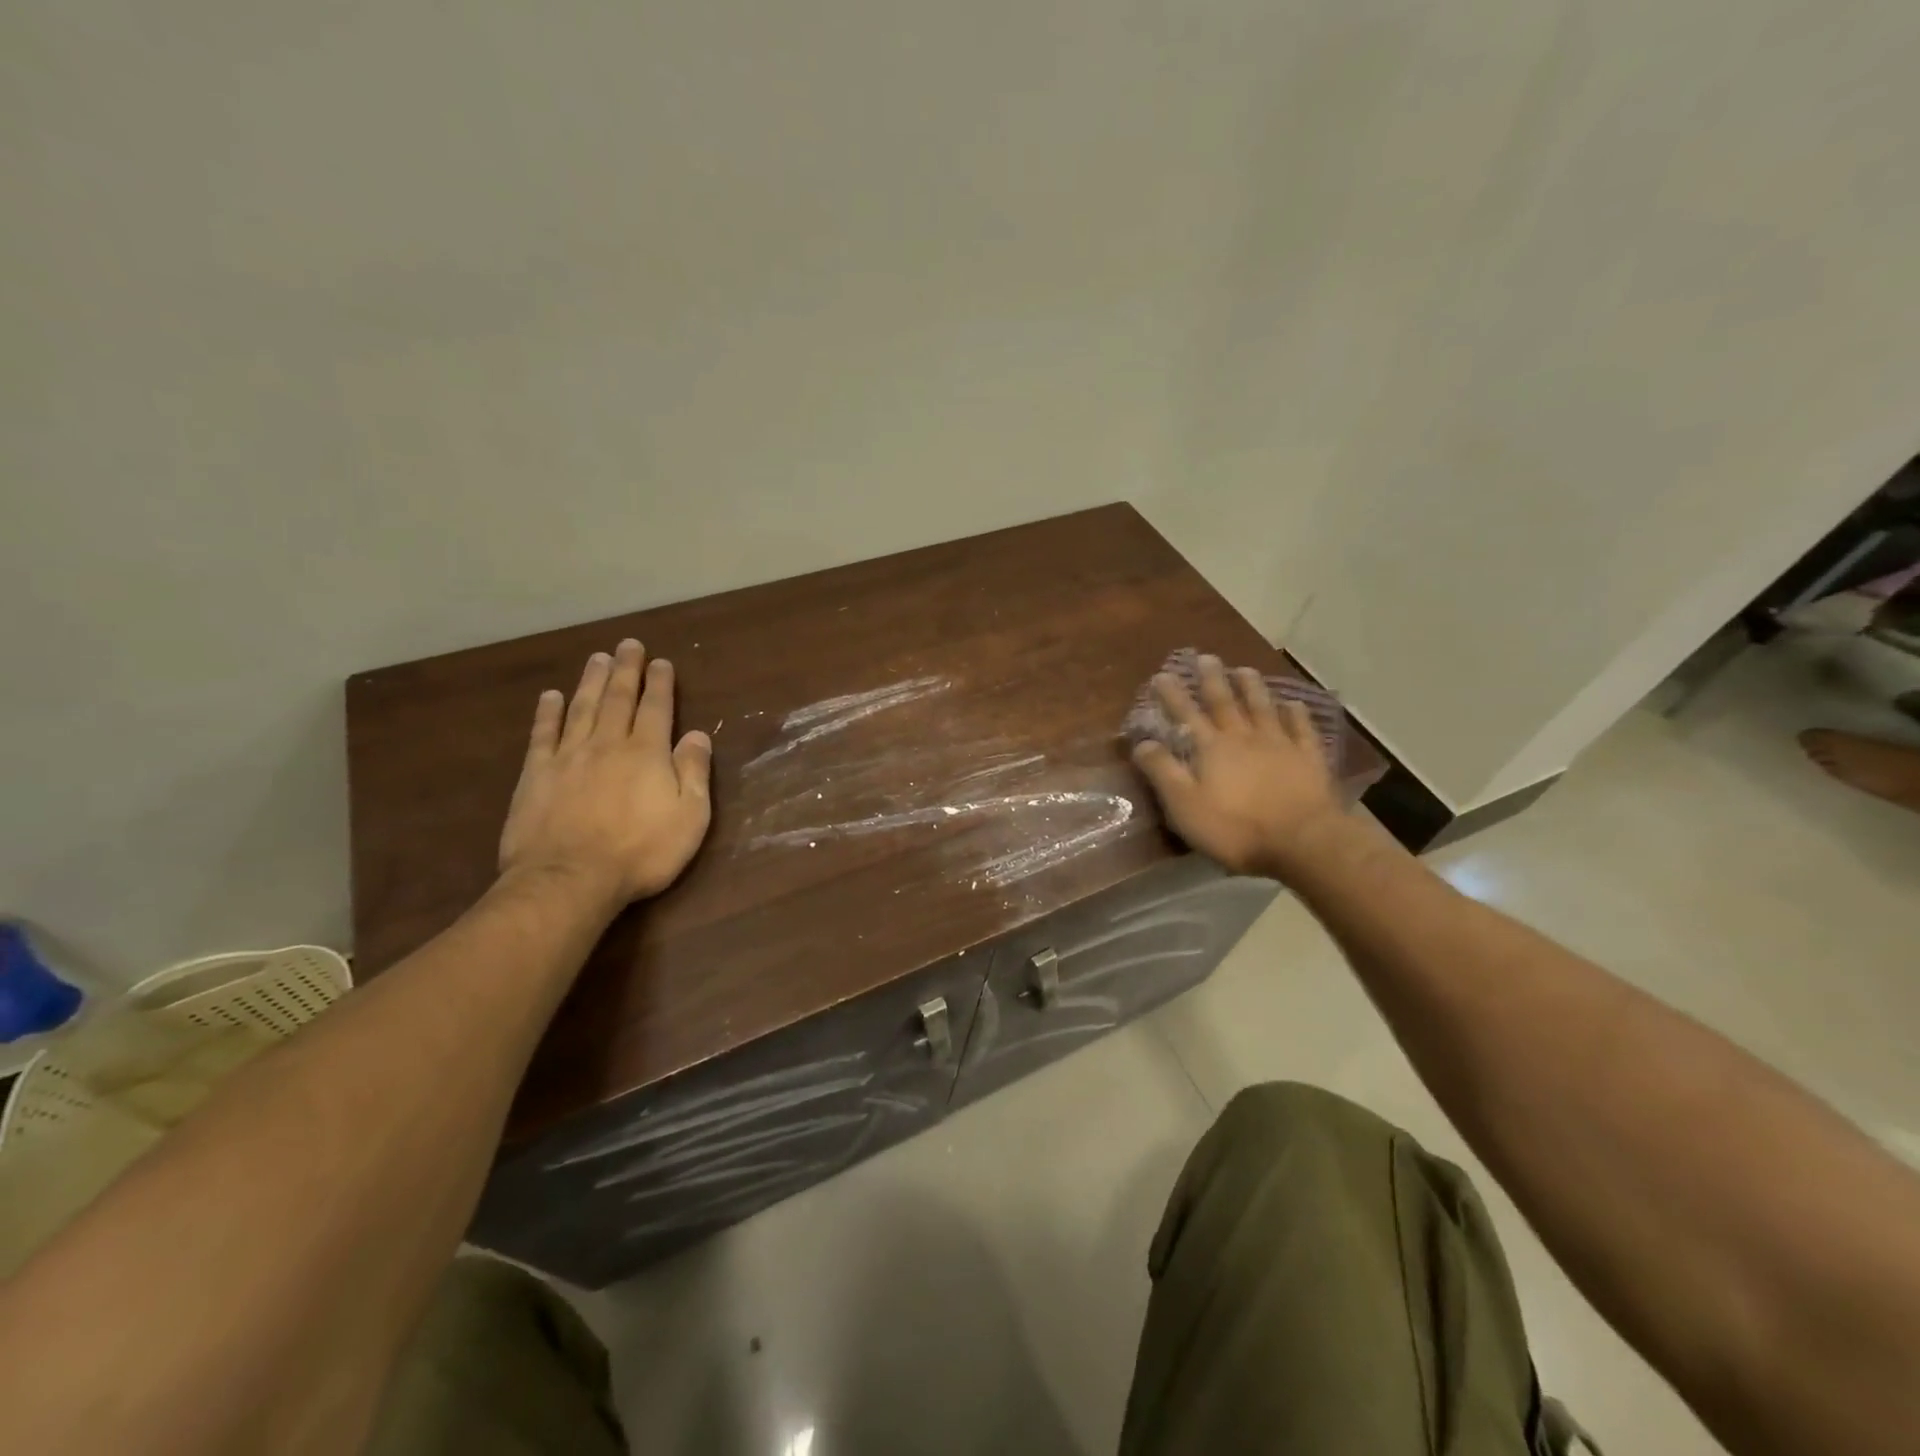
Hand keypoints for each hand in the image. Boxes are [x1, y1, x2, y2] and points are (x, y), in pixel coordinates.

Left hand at [498, 639, 712, 904]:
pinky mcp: (536, 775)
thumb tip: (698, 735)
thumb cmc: (641, 852)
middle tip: (628, 644)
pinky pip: (543, 734)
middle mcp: (608, 744)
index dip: (660, 683)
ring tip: (597, 658)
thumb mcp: (689, 817)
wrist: (570, 879)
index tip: (661, 662)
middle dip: (626, 670)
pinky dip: (547, 712)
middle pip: (618, 699)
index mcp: (648, 753)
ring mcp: (568, 757)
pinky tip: (551, 696)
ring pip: (582, 708)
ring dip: (591, 681)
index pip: (657, 708)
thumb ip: (694, 772)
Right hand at [1131, 655, 1344, 878]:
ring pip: (1262, 707)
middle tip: (1206, 657)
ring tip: (1244, 669)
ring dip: (1252, 687)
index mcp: (1211, 748)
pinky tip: (1294, 703)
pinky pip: (1302, 729)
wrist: (1302, 840)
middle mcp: (1243, 737)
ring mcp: (1280, 744)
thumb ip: (1163, 771)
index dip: (1172, 695)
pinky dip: (1296, 713)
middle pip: (1225, 702)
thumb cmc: (1235, 827)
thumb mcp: (1184, 805)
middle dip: (1212, 679)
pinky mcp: (1308, 758)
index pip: (1186, 714)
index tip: (1162, 674)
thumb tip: (1142, 742)